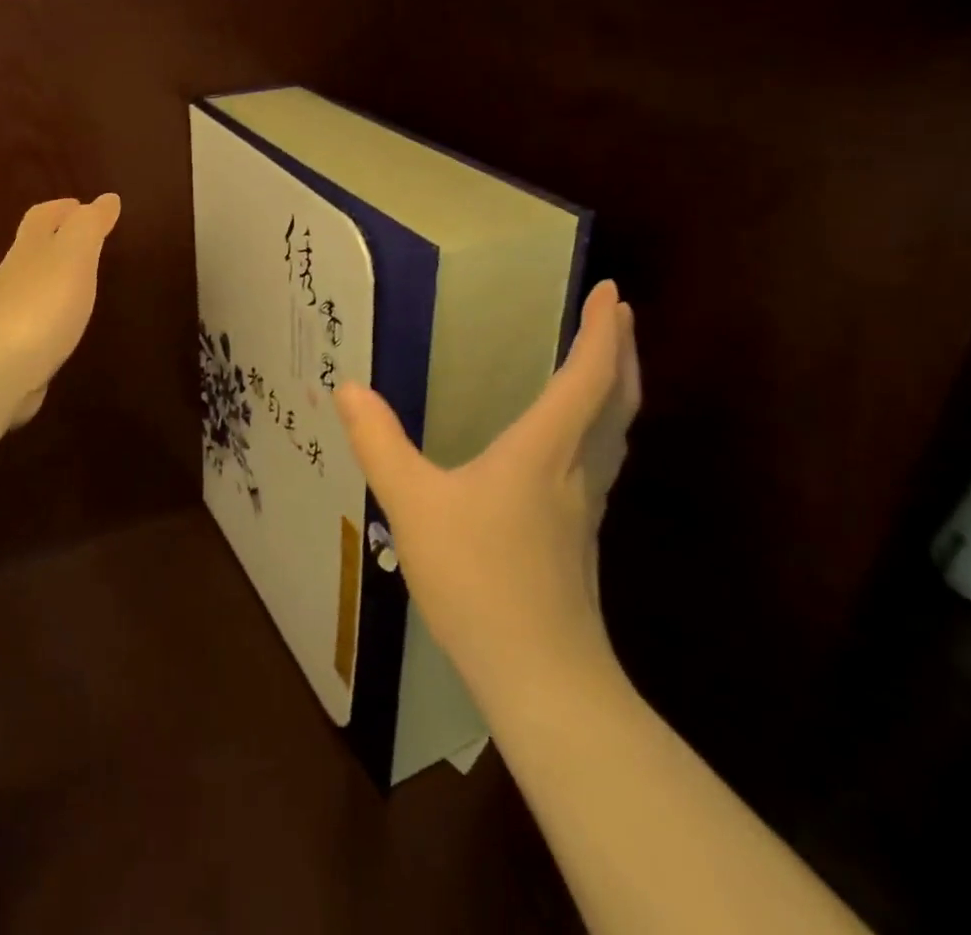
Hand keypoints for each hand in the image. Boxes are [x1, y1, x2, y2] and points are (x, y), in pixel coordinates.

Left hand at [0, 194, 121, 427]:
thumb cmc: (41, 305)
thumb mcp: (74, 254)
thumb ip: (90, 226)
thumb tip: (106, 198)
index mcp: (30, 249)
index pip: (42, 217)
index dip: (60, 208)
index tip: (80, 205)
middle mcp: (14, 277)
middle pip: (33, 250)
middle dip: (56, 241)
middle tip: (86, 242)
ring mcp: (9, 315)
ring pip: (34, 286)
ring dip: (55, 280)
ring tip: (82, 284)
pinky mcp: (12, 350)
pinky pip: (35, 323)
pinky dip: (50, 316)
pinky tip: (64, 328)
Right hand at [333, 281, 640, 692]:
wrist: (540, 677)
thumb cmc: (479, 578)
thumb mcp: (413, 504)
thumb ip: (379, 443)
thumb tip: (348, 388)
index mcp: (545, 450)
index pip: (586, 377)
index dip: (602, 332)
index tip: (614, 291)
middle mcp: (577, 471)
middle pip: (618, 400)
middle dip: (622, 352)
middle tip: (620, 315)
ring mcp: (585, 508)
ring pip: (617, 434)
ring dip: (618, 388)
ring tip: (606, 363)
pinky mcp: (578, 537)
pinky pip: (602, 460)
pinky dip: (601, 427)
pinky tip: (574, 442)